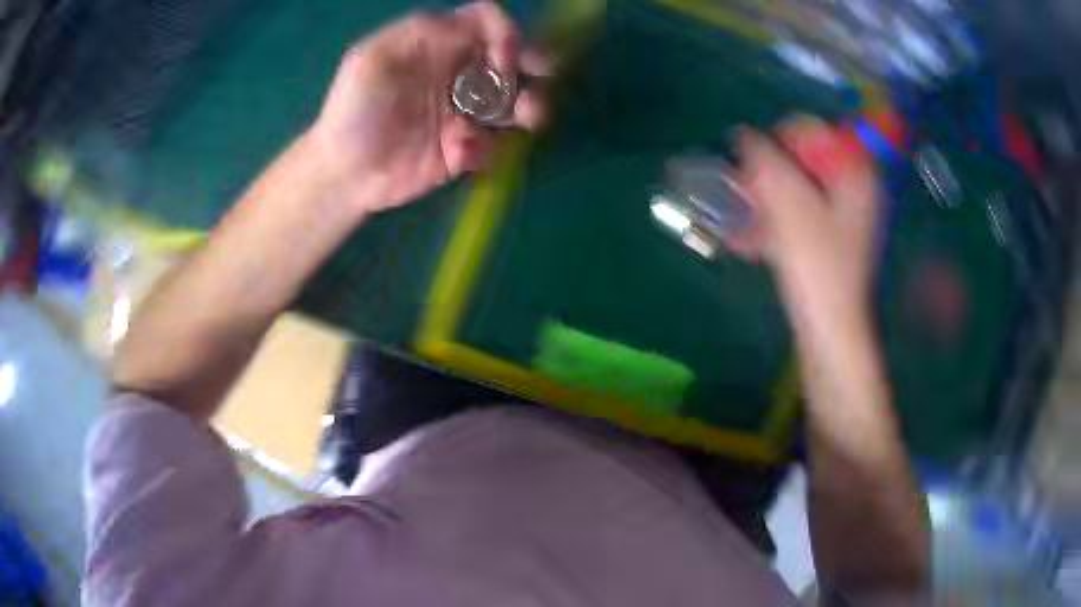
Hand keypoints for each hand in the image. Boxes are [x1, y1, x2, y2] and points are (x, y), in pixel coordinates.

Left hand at [309, 1, 551, 215]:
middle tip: (542, 75)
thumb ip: (417, 33)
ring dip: (530, 106)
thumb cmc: (352, 114)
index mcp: (436, 46)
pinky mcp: (466, 149)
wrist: (344, 176)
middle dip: (534, 62)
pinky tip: (459, 156)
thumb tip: (467, 25)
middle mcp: (457, 73)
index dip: (503, 33)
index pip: (484, 22)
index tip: (502, 60)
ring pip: (515, 100)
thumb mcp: (371, 61)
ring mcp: (464, 112)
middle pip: (510, 57)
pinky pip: (495, 144)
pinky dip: (487, 149)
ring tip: (528, 118)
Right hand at [732, 116, 878, 324]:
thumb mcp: (787, 203)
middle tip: (744, 193)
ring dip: (764, 198)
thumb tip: (744, 136)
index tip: (754, 166)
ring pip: (795, 188)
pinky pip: (797, 216)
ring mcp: (841, 215)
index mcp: (853, 171)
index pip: (811, 129)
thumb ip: (764, 160)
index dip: (777, 140)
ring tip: (739, 218)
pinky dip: (773, 222)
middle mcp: (852, 187)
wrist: (830, 330)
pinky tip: (747, 240)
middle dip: (767, 173)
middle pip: (801, 159)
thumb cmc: (816, 265)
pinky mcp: (829, 240)